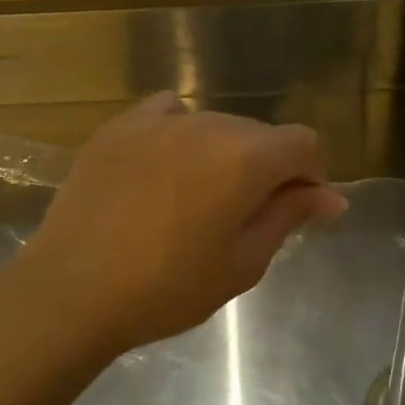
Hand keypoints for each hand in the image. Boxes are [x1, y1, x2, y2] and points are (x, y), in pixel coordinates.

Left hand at [15, 93, 347, 356]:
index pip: (304, 143)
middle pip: (259, 133)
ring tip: (196, 199)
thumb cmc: (166, 288)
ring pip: (213, 125)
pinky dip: (179, 134)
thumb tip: (332, 197)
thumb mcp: (241, 263)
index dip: (310, 176)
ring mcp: (157, 121)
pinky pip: (166, 114)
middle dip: (266, 167)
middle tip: (243, 216)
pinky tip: (165, 166)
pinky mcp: (118, 128)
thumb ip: (288, 217)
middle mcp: (207, 124)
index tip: (293, 211)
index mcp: (246, 158)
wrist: (72, 289)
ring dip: (222, 154)